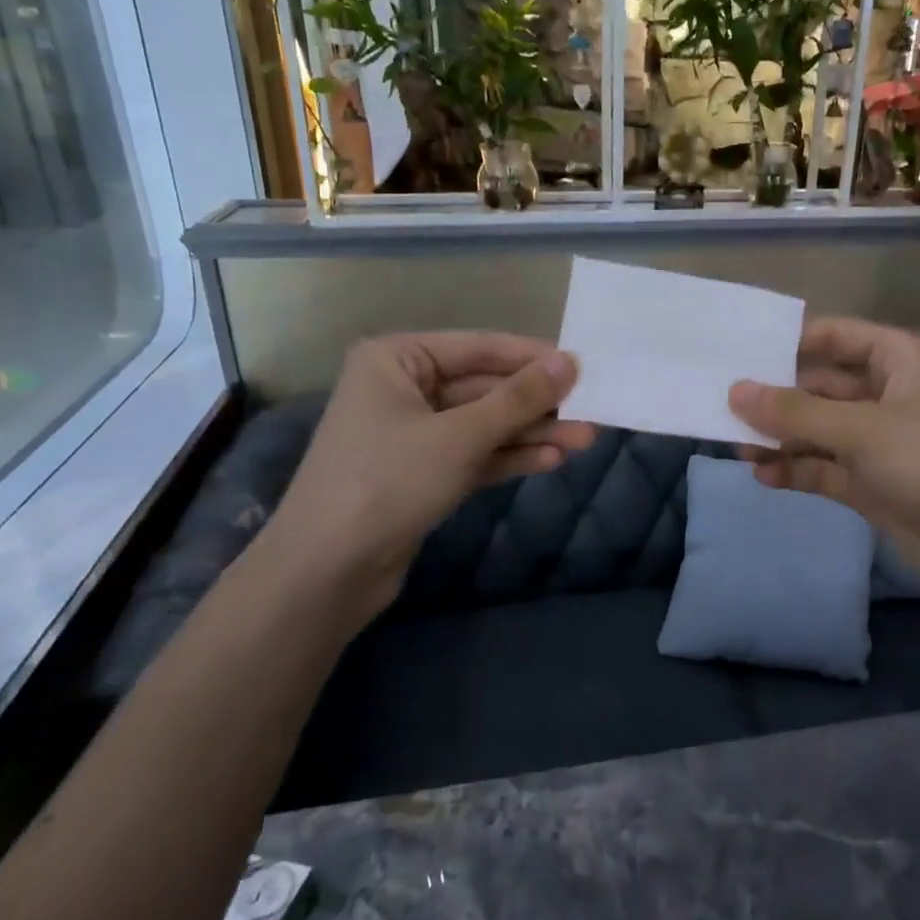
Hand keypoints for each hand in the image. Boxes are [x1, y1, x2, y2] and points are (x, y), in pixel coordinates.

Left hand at [265, 332, 595, 623]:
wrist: (327, 571)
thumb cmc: (388, 482)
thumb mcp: (460, 435)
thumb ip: (519, 398)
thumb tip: (571, 361)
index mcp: (397, 359)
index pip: (480, 348)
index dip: (533, 358)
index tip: (584, 367)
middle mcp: (403, 387)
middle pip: (485, 388)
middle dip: (537, 405)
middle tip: (592, 412)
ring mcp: (413, 432)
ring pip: (484, 424)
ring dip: (531, 433)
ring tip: (585, 441)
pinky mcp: (423, 472)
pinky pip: (474, 453)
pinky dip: (509, 457)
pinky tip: (551, 461)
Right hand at [730, 318, 919, 602]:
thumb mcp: (861, 431)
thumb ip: (794, 413)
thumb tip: (735, 392)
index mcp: (898, 360)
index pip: (834, 336)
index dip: (787, 342)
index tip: (736, 352)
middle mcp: (887, 393)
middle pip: (820, 385)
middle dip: (775, 397)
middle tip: (720, 404)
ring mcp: (879, 441)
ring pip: (818, 429)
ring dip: (780, 437)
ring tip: (733, 443)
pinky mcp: (873, 483)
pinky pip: (824, 467)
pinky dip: (796, 469)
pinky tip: (762, 475)